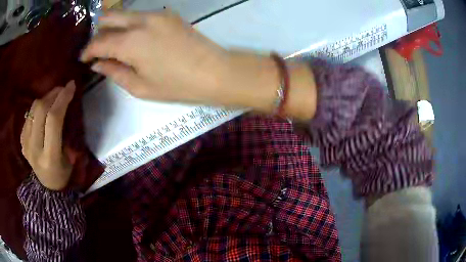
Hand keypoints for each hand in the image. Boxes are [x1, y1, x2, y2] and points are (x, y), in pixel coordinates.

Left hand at [21, 81, 75, 190]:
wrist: (47, 186)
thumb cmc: (63, 173)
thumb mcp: (70, 157)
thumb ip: (66, 132)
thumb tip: (65, 105)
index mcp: (49, 157)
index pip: (53, 119)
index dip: (62, 99)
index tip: (71, 86)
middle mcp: (34, 149)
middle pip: (40, 110)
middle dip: (53, 94)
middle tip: (63, 89)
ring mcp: (25, 144)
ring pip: (33, 109)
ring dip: (45, 98)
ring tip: (54, 97)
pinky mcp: (22, 140)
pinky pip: (29, 115)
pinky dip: (38, 108)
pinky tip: (44, 111)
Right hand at [80, 10, 230, 104]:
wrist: (214, 72)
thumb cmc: (176, 85)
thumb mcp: (140, 87)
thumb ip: (115, 72)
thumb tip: (98, 64)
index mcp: (130, 41)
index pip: (99, 41)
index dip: (88, 50)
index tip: (83, 58)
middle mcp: (141, 21)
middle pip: (110, 16)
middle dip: (98, 29)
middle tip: (95, 45)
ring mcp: (157, 14)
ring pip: (125, 13)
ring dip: (114, 25)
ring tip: (111, 41)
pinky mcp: (168, 14)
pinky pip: (140, 15)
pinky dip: (130, 23)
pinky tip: (131, 36)